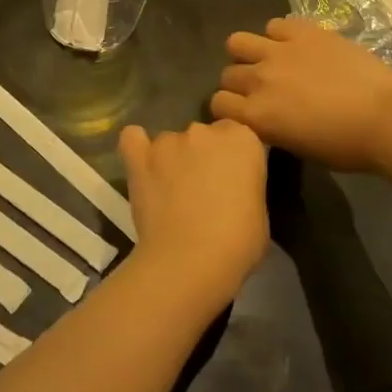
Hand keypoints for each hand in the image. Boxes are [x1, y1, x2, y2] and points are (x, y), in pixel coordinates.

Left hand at [119, 119, 267, 313]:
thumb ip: (243, 185)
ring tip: (169, 192)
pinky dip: (137, 147)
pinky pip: (133, 139)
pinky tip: (142, 164)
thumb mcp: (259, 210)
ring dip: (172, 159)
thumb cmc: (238, 242)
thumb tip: (229, 189)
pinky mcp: (140, 157)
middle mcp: (204, 131)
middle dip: (202, 156)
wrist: (192, 260)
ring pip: (170, 142)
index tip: (230, 181)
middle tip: (201, 189)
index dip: (232, 158)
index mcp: (242, 139)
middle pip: (203, 135)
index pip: (237, 134)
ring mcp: (169, 141)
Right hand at [209, 17, 391, 171]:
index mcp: (256, 115)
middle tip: (263, 89)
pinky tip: (295, 46)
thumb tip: (266, 116)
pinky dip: (278, 35)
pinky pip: (274, 24)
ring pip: (237, 42)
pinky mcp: (303, 31)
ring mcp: (279, 51)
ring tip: (269, 61)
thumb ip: (271, 127)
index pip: (218, 103)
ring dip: (248, 53)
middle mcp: (259, 79)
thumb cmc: (346, 146)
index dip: (229, 108)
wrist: (386, 117)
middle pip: (227, 74)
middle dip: (239, 83)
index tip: (245, 112)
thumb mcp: (298, 147)